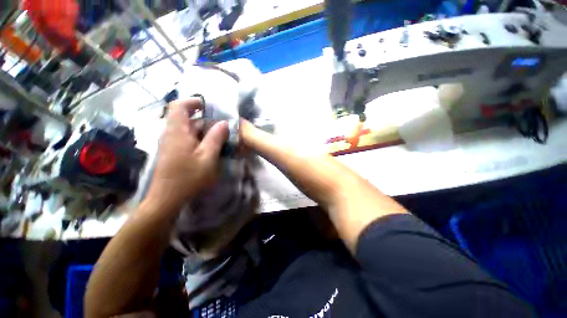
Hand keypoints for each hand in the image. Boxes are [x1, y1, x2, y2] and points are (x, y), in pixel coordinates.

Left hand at [146, 99, 228, 208]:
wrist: (167, 198)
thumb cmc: (188, 177)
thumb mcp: (207, 157)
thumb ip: (216, 138)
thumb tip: (224, 123)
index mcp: (177, 132)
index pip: (179, 106)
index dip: (193, 102)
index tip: (208, 106)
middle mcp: (171, 134)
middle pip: (187, 119)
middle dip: (206, 121)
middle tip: (223, 129)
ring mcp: (171, 144)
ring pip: (188, 130)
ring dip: (205, 132)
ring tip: (221, 140)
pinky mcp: (173, 152)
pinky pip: (187, 139)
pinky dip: (200, 140)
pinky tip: (210, 150)